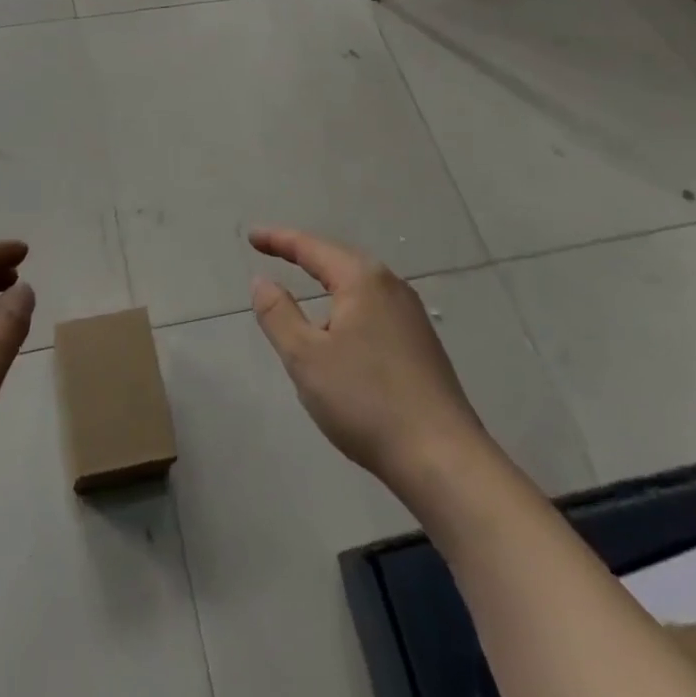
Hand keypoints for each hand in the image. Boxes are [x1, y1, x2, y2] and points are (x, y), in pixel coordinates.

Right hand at [250, 229, 487, 494]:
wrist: (444, 460)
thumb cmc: (366, 401)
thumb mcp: (306, 358)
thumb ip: (278, 314)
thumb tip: (261, 280)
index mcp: (362, 280)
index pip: (311, 248)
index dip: (278, 239)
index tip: (251, 236)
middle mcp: (391, 286)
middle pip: (338, 259)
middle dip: (304, 253)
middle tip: (272, 250)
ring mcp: (411, 315)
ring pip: (358, 284)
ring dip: (327, 278)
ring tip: (302, 280)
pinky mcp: (421, 344)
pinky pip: (372, 306)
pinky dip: (346, 303)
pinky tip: (340, 325)